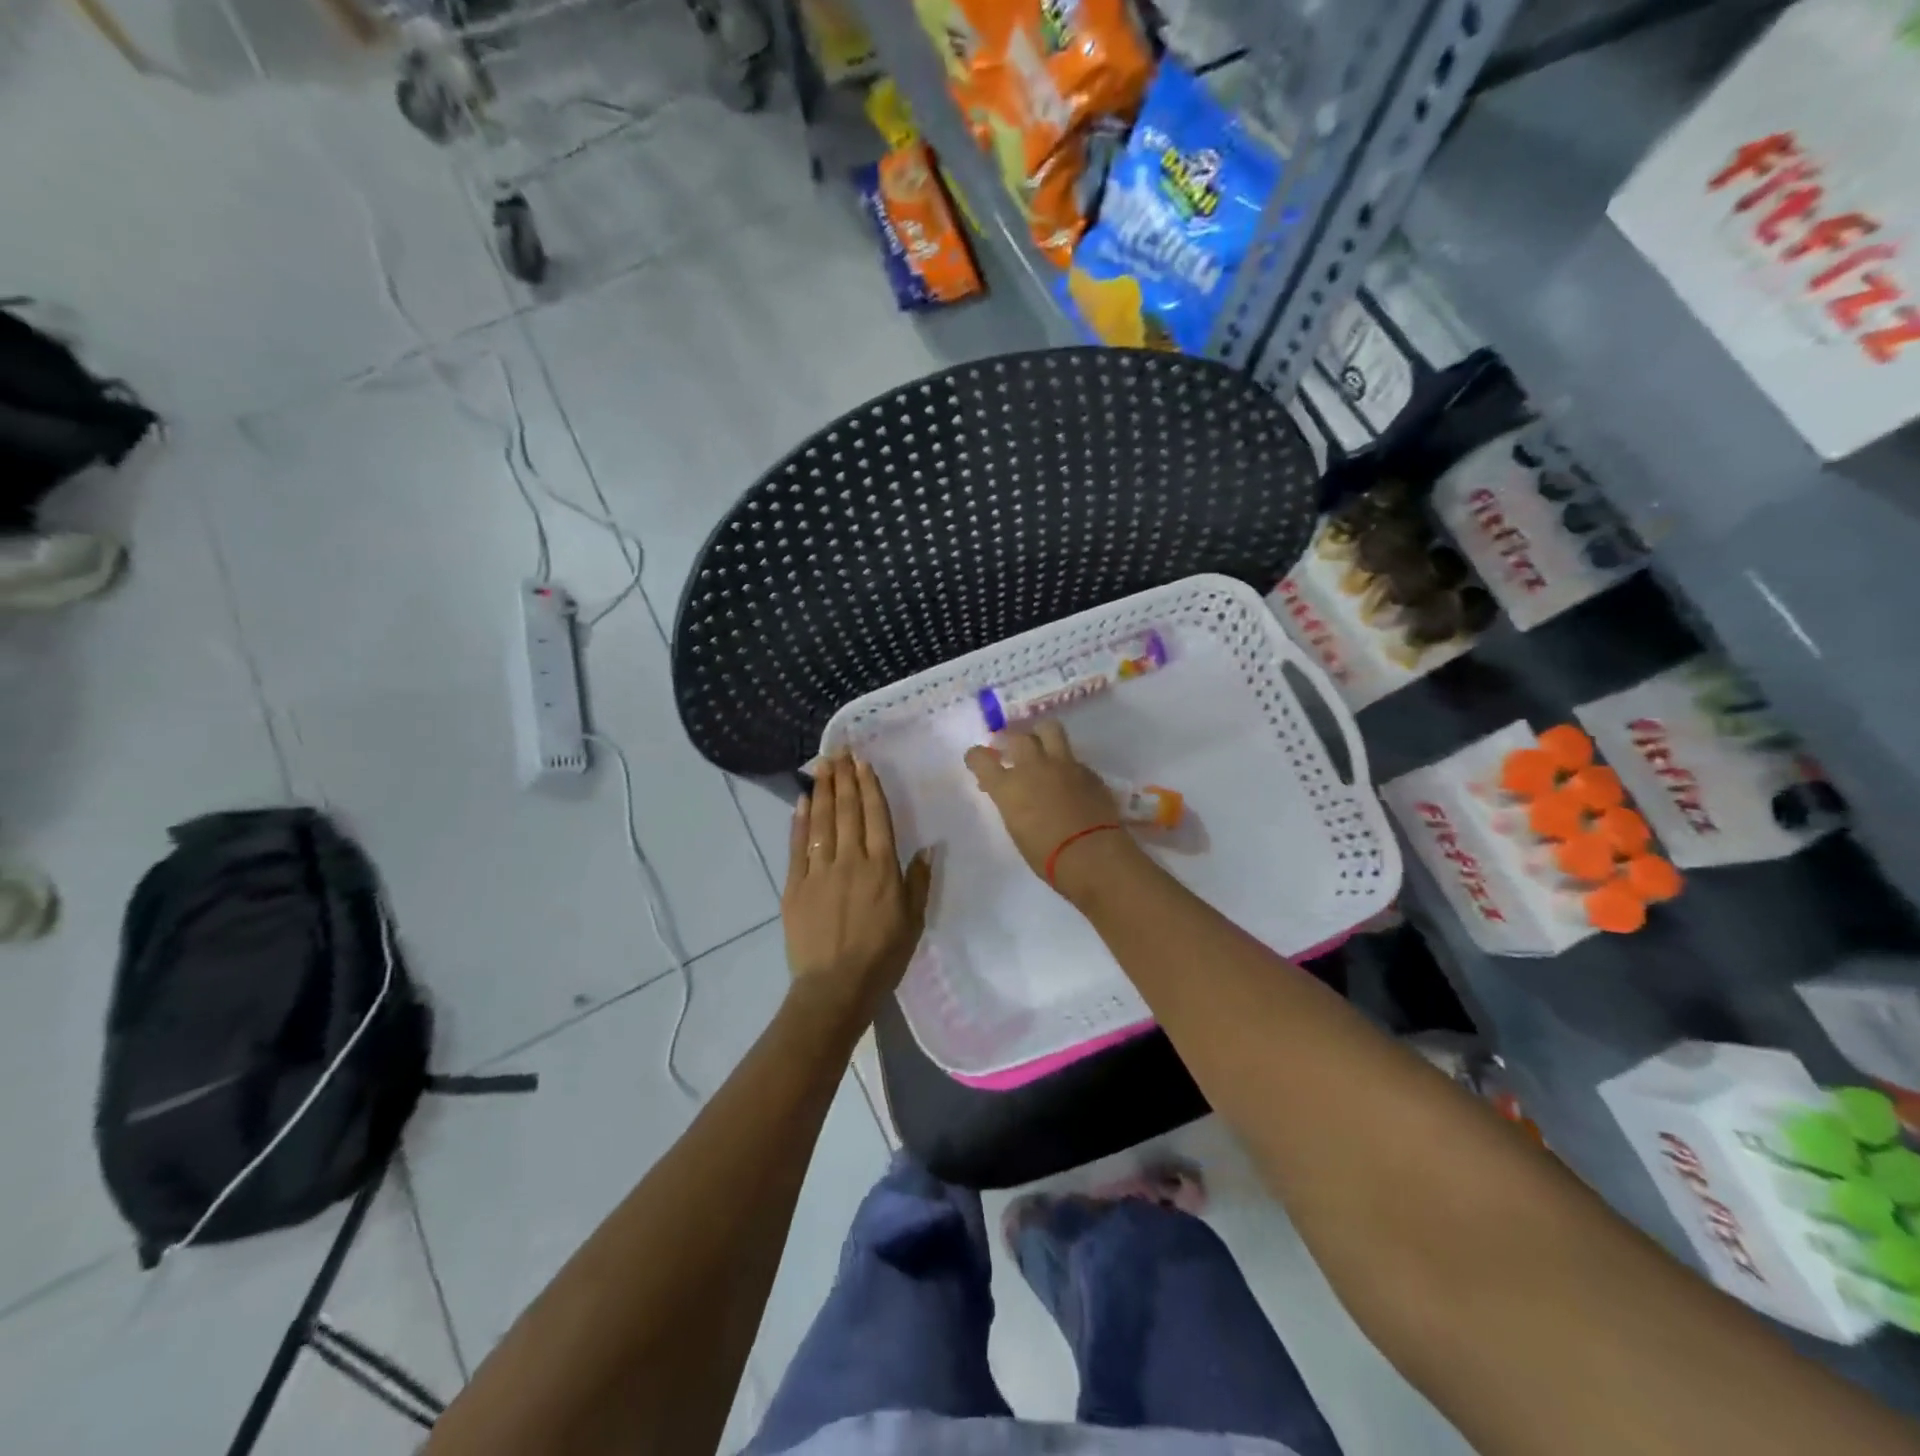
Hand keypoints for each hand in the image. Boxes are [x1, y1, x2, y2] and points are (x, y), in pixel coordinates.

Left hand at [783, 755, 931, 1025]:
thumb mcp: (913, 921)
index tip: (863, 763)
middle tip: (839, 750)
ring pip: (822, 822)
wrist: (835, 988)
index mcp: (882, 868)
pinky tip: (803, 801)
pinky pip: (797, 846)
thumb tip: (927, 847)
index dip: (869, 787)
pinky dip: (800, 821)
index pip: (876, 817)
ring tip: (822, 765)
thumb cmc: (882, 957)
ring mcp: (819, 871)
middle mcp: (850, 860)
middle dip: (844, 778)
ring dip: (823, 790)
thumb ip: (918, 881)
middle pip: (847, 811)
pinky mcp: (795, 886)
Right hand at [964, 721, 1140, 895]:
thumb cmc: (1047, 856)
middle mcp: (1032, 767)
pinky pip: (1073, 758)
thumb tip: (1013, 796)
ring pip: (1049, 729)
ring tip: (1041, 745)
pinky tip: (1070, 779)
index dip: (976, 757)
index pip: (980, 758)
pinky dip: (1067, 764)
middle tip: (1011, 750)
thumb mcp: (1017, 830)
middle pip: (1017, 737)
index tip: (978, 760)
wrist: (1092, 855)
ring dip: (1041, 734)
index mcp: (1008, 787)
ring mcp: (1063, 765)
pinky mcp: (1088, 771)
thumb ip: (1012, 805)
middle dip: (1011, 740)